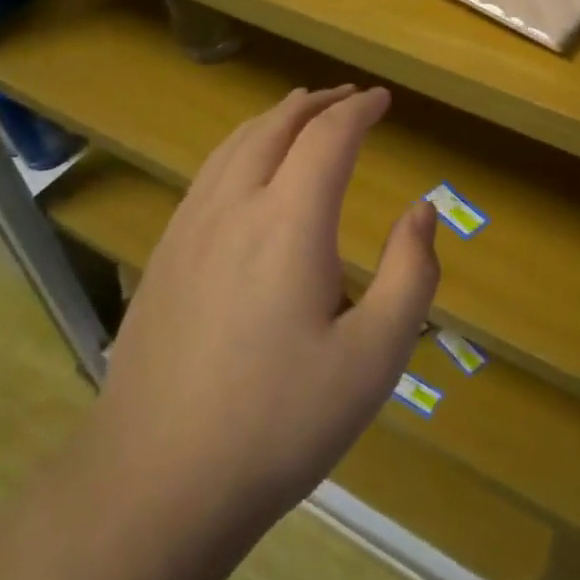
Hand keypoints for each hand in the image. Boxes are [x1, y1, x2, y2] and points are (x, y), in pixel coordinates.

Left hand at [94, 85, 439, 531]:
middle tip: (347, 97)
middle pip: (276, 126)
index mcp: (289, 221)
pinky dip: (239, 147)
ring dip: (274, 119)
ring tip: (300, 112)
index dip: (359, 110)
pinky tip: (245, 170)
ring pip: (234, 145)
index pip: (328, 136)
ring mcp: (188, 229)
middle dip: (317, 104)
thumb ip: (411, 274)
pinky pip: (207, 174)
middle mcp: (234, 206)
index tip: (383, 100)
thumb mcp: (375, 356)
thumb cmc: (280, 422)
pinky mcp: (162, 257)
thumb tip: (421, 210)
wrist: (157, 483)